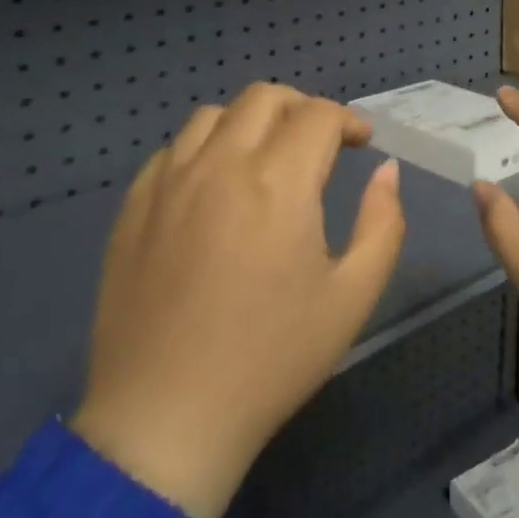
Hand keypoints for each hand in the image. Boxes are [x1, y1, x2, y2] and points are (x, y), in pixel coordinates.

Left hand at [70, 84, 405, 517]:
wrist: (166, 419)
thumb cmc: (271, 359)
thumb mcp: (352, 296)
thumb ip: (382, 222)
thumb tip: (386, 171)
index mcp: (278, 182)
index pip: (319, 115)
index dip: (348, 120)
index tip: (361, 144)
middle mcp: (220, 165)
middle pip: (265, 97)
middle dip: (303, 108)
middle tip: (319, 143)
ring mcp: (169, 183)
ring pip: (213, 115)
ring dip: (250, 122)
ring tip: (265, 158)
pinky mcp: (133, 208)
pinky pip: (172, 150)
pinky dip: (204, 149)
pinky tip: (214, 187)